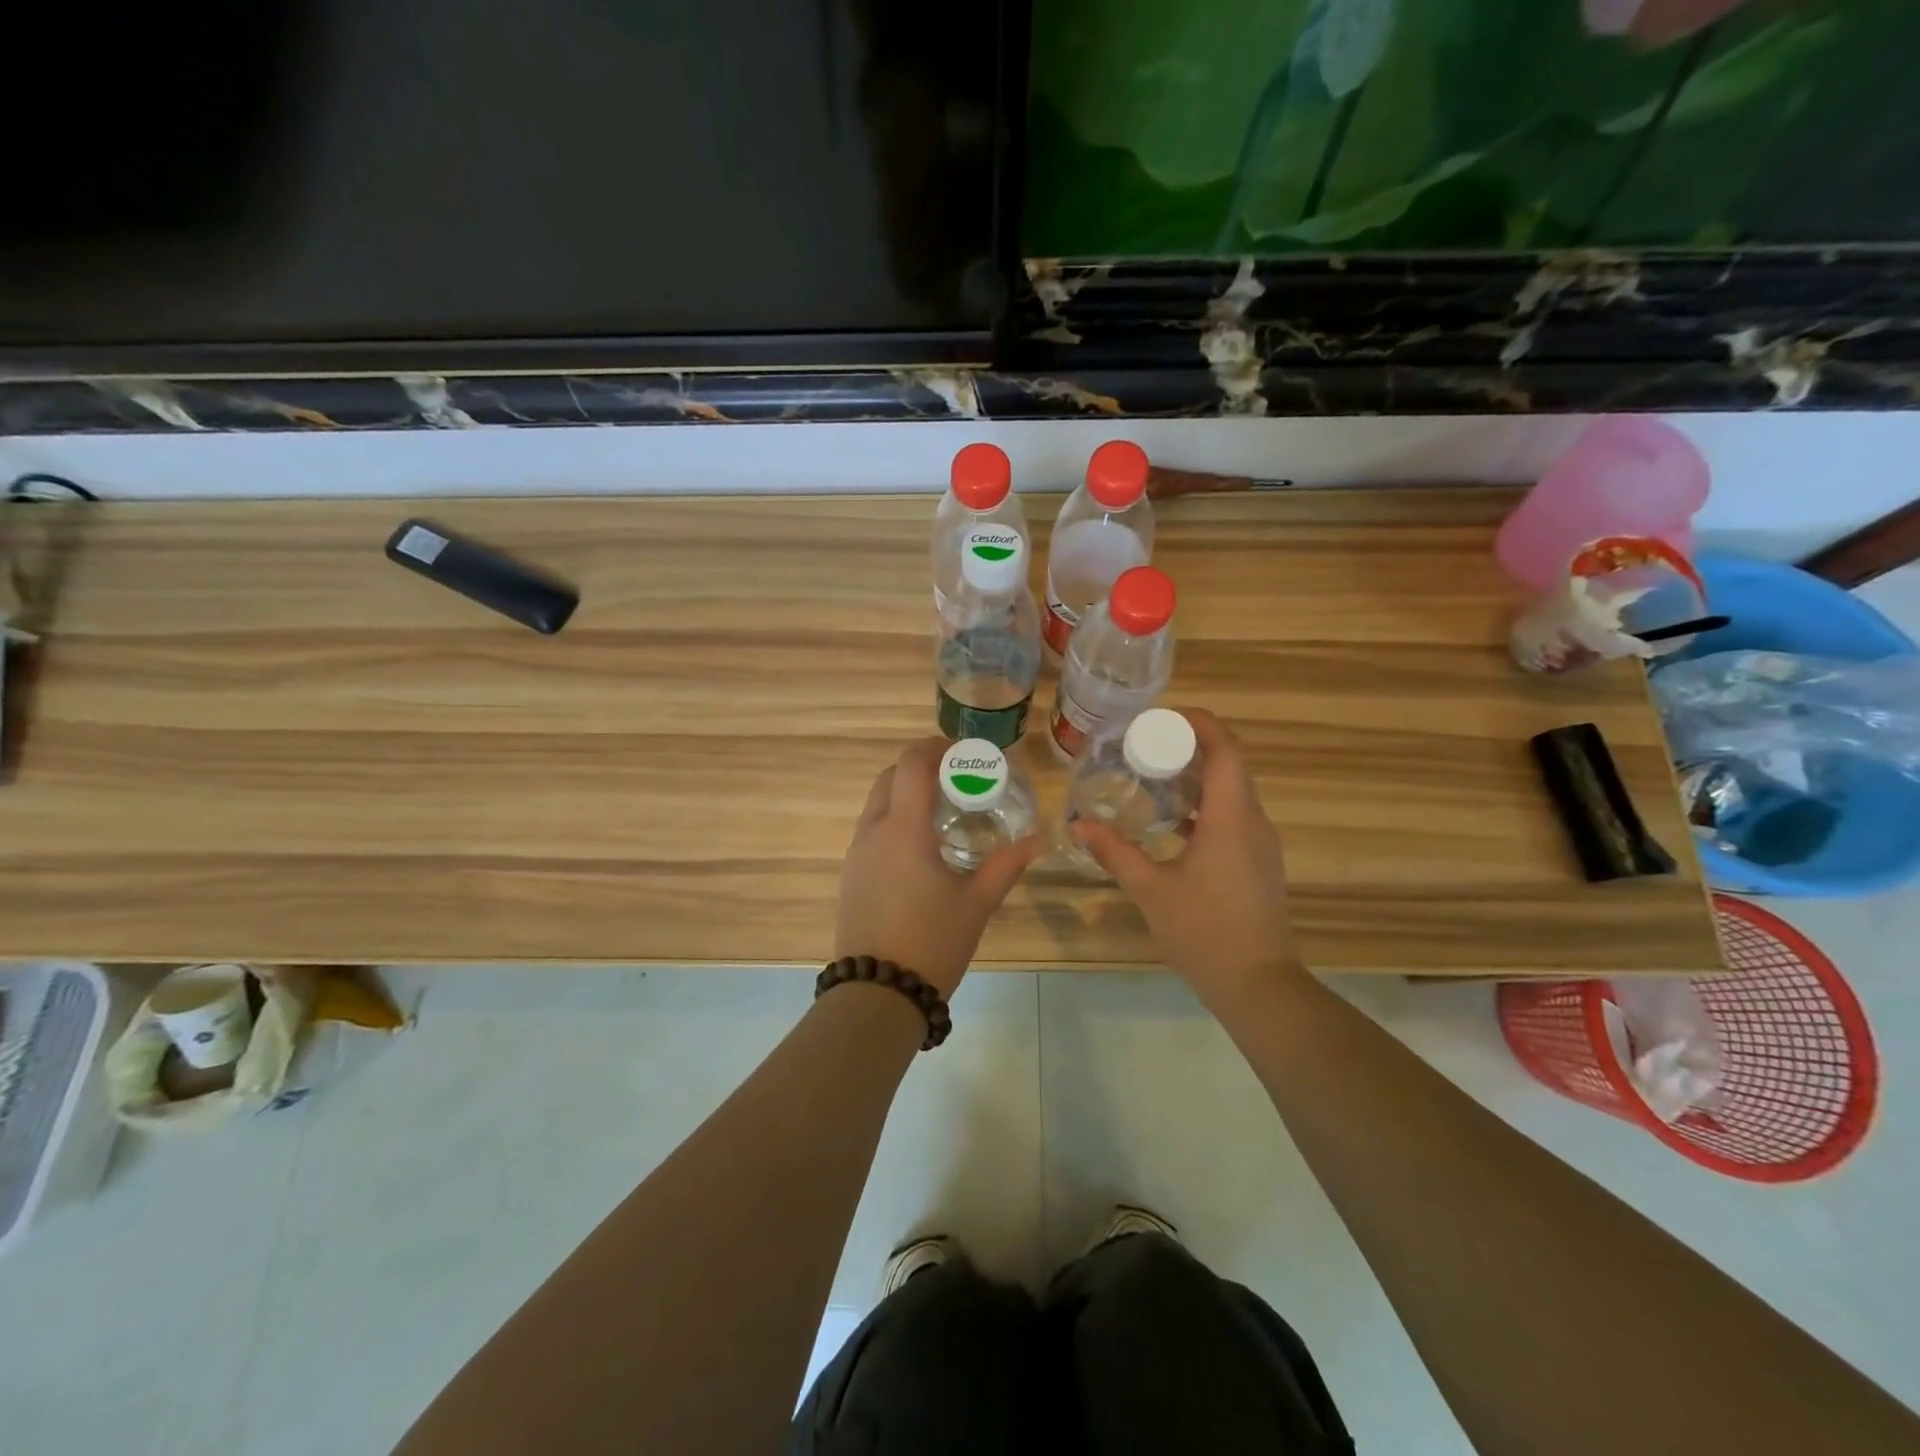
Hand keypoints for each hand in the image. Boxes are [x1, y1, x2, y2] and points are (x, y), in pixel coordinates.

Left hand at [835, 737, 1041, 996]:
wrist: (877, 994)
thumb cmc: (931, 942)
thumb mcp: (976, 903)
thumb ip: (1006, 865)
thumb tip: (1038, 840)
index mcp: (903, 829)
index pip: (911, 763)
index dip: (936, 747)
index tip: (964, 753)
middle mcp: (873, 832)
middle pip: (890, 777)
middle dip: (921, 767)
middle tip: (956, 780)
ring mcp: (856, 854)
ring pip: (877, 803)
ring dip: (905, 794)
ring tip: (942, 812)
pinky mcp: (849, 876)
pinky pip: (870, 830)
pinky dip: (894, 820)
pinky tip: (920, 848)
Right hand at [1071, 709, 1303, 1013]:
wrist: (1258, 984)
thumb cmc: (1205, 931)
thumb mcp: (1151, 889)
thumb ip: (1115, 852)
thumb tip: (1079, 823)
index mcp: (1231, 817)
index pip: (1224, 748)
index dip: (1196, 722)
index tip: (1158, 717)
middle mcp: (1253, 820)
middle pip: (1228, 763)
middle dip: (1188, 746)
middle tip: (1142, 745)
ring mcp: (1260, 842)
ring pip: (1231, 790)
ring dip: (1195, 776)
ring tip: (1150, 776)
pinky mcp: (1257, 861)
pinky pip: (1232, 815)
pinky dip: (1202, 805)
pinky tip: (1168, 821)